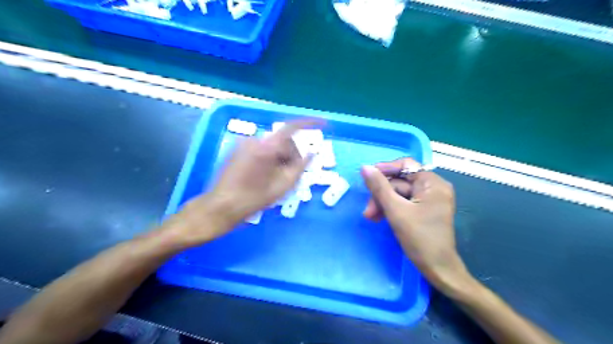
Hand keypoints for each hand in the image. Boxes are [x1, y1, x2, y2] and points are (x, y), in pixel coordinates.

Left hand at [205, 118, 317, 222]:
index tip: (325, 124)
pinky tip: (266, 175)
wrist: (221, 206)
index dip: (310, 123)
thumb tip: (312, 153)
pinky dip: (270, 158)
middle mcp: (255, 140)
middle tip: (292, 176)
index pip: (292, 127)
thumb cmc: (253, 199)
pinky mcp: (239, 149)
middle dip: (292, 155)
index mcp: (266, 147)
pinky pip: (263, 149)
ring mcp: (244, 143)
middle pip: (283, 141)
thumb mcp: (282, 186)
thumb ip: (300, 167)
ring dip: (281, 158)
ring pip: (273, 145)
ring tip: (277, 179)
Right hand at [361, 158, 469, 290]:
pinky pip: (404, 202)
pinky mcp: (425, 210)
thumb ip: (379, 187)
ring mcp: (430, 199)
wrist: (438, 269)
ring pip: (399, 193)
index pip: (406, 165)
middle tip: (368, 211)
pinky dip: (391, 208)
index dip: (385, 169)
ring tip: (370, 217)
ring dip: (383, 203)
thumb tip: (365, 167)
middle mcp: (433, 187)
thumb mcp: (396, 210)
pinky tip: (380, 218)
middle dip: (381, 194)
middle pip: (400, 182)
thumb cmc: (420, 238)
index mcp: (432, 183)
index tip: (368, 178)